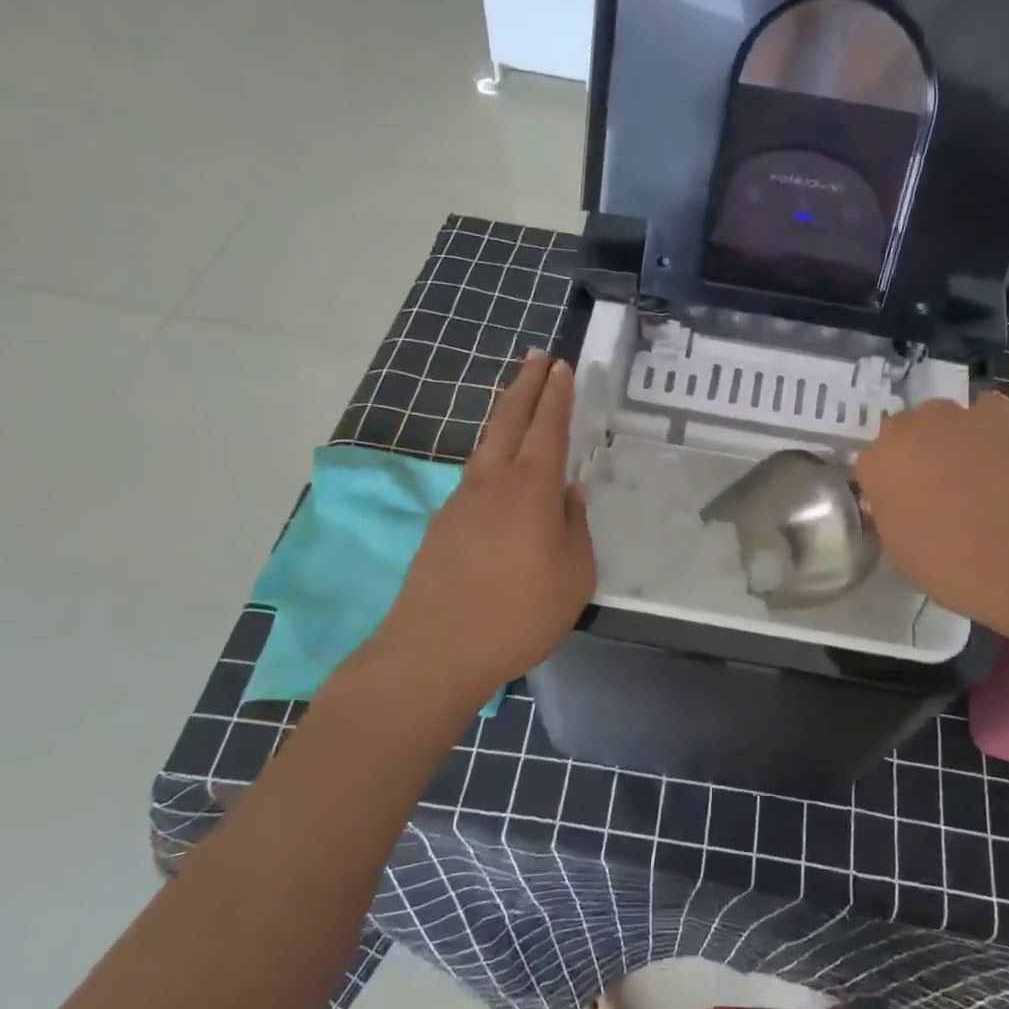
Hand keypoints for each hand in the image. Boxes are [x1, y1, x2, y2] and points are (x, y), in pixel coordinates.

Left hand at [370, 351, 594, 702]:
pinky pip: (475, 475)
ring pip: (488, 443)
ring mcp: (461, 500)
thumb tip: (567, 494)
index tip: (563, 366)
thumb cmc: (518, 614)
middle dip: (527, 384)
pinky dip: (493, 455)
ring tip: (519, 400)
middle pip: (510, 419)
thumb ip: (574, 527)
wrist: (434, 651)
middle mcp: (493, 482)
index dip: (557, 394)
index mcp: (532, 489)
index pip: (548, 427)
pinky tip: (500, 471)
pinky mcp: (443, 524)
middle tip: (539, 356)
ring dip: (506, 415)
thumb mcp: (573, 576)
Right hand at [855, 391, 1008, 644]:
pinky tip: (1006, 463)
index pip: (871, 467)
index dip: (887, 490)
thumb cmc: (960, 569)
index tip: (904, 512)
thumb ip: (891, 517)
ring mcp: (962, 416)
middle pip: (905, 435)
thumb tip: (898, 502)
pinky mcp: (1008, 416)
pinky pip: (989, 417)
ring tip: (978, 481)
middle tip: (938, 496)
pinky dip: (992, 434)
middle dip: (916, 458)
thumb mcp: (902, 556)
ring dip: (952, 443)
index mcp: (879, 462)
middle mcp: (913, 428)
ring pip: (945, 424)